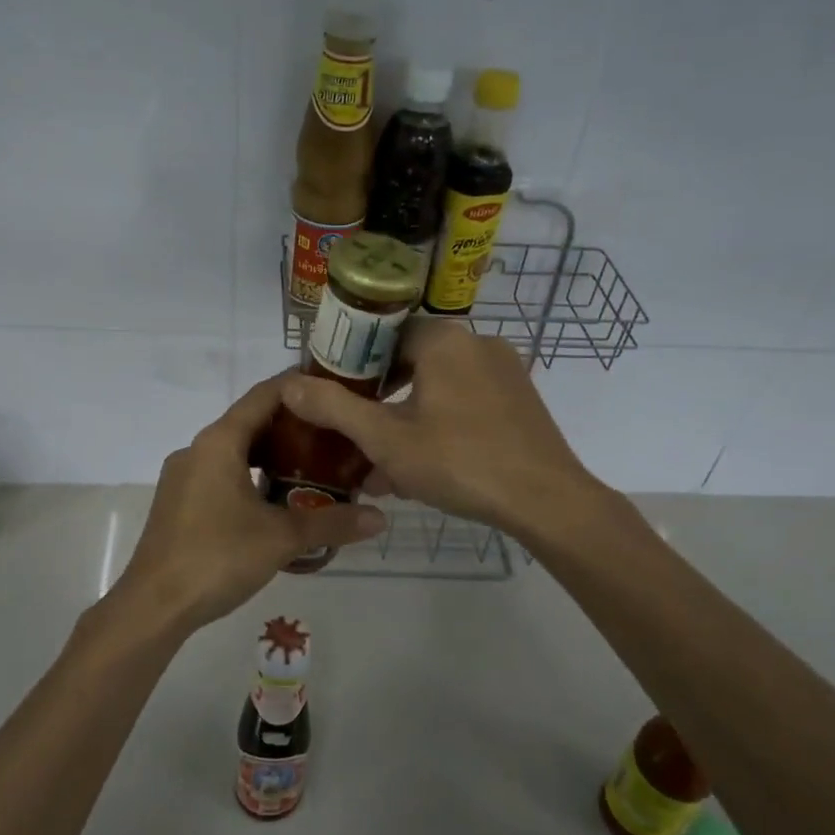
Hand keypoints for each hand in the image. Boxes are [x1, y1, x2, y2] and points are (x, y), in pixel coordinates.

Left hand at [109, 374, 386, 633]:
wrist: (154, 605)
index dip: (299, 387)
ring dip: (270, 455)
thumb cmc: (217, 557)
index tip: (334, 390)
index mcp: (219, 442)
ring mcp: (183, 476)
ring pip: (234, 451)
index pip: (264, 395)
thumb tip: (380, 518)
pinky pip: (220, 474)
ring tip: (312, 466)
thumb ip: (331, 522)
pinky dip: (250, 475)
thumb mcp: (281, 538)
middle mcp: (198, 449)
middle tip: (334, 435)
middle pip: (250, 422)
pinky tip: (275, 501)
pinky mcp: (178, 502)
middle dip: (291, 426)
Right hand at [279, 319, 596, 538]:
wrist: (546, 501)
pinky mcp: (520, 399)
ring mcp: (504, 371)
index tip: (334, 396)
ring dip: (408, 419)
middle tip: (357, 433)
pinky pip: (466, 402)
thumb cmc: (459, 462)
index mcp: (443, 340)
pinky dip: (440, 425)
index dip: (353, 363)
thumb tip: (287, 384)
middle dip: (380, 399)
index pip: (383, 334)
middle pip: (411, 361)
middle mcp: (477, 343)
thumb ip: (334, 408)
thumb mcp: (386, 439)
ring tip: (385, 464)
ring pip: (438, 387)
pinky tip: (426, 467)